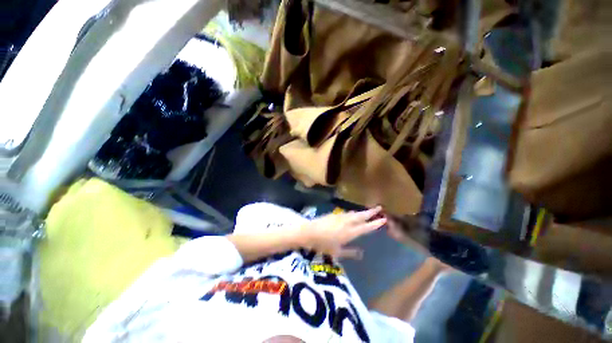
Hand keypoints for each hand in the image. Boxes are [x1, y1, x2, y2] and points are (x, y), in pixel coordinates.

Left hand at [298, 207, 386, 258]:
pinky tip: (352, 214)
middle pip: (361, 216)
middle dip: (371, 212)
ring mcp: (340, 217)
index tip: (384, 219)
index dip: (375, 223)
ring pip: (354, 213)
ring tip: (368, 211)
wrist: (309, 232)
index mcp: (350, 233)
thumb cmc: (323, 244)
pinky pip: (347, 213)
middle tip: (379, 208)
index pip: (366, 227)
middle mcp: (347, 222)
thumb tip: (361, 253)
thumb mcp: (337, 252)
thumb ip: (350, 252)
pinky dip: (353, 213)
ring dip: (362, 212)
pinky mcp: (334, 214)